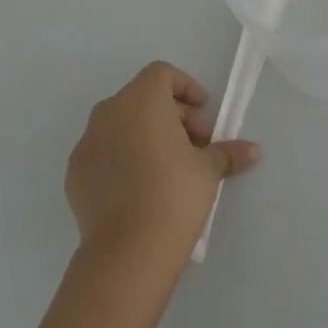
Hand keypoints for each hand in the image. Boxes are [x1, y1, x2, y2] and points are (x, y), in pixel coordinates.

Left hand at [65, 62, 259, 273]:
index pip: (162, 74)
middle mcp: (109, 112)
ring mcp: (87, 143)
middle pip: (142, 98)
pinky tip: (140, 188)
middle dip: (171, 115)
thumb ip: (227, 153)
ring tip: (168, 167)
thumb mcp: (208, 170)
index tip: (204, 112)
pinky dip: (122, 158)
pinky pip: (103, 153)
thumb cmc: (174, 194)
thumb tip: (253, 151)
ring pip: (121, 125)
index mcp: (141, 99)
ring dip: (145, 135)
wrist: (126, 252)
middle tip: (195, 145)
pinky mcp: (74, 175)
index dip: (186, 88)